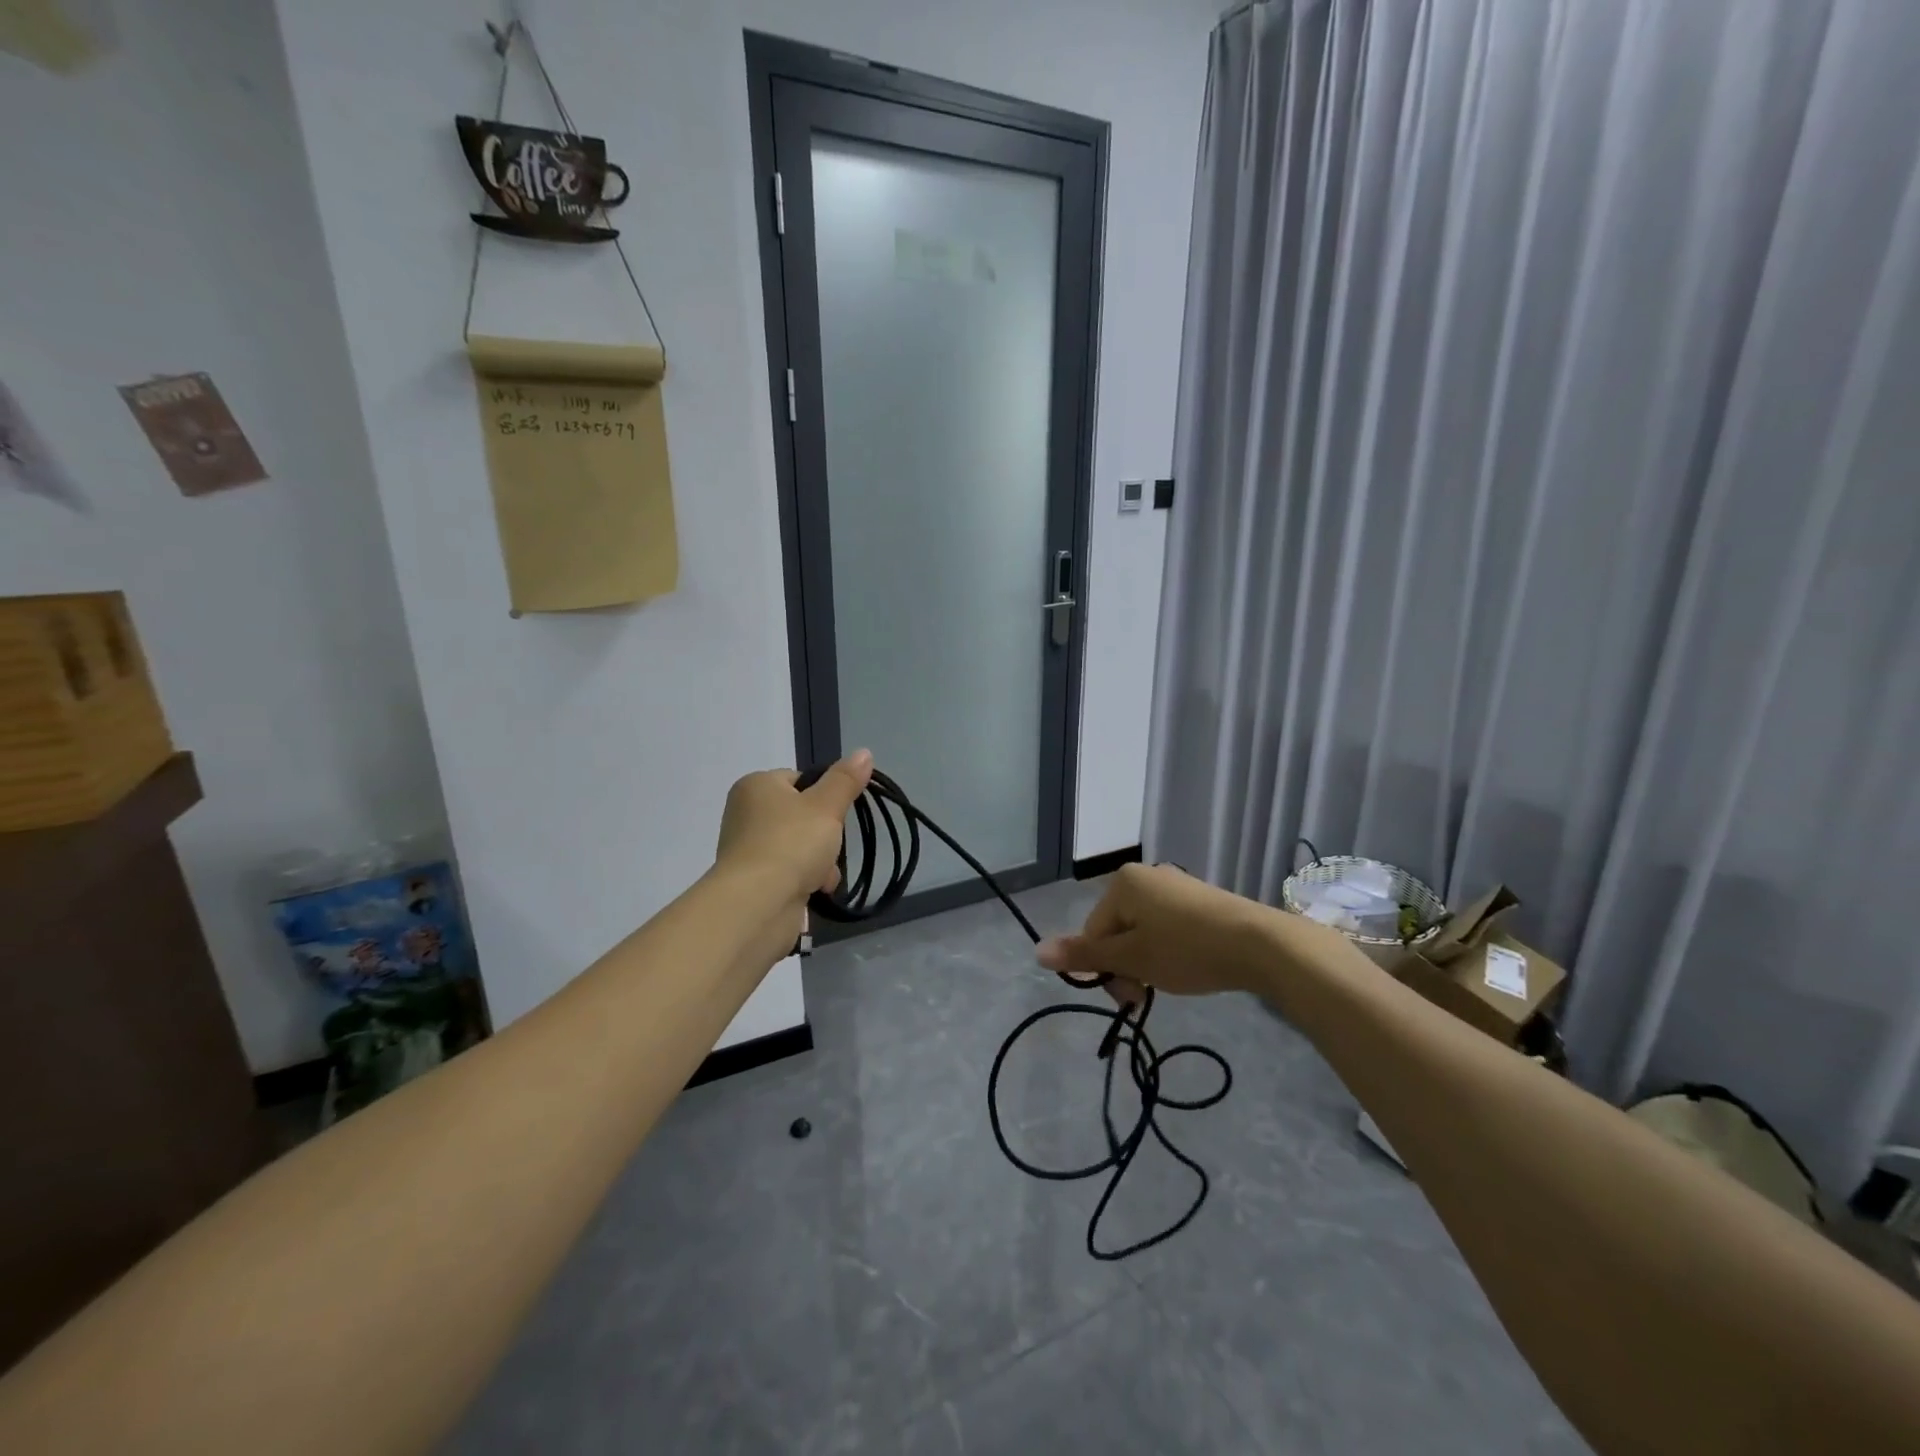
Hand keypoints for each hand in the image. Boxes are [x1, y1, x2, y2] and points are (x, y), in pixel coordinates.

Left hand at [715, 749, 872, 904]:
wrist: (757, 905)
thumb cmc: (791, 844)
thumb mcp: (826, 806)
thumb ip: (845, 780)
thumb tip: (864, 752)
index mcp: (755, 786)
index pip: (799, 780)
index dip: (824, 796)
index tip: (838, 813)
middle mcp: (745, 814)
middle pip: (801, 816)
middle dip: (824, 835)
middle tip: (833, 846)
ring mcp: (747, 850)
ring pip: (798, 846)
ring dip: (819, 861)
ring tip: (825, 875)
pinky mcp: (752, 882)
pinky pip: (789, 872)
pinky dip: (805, 880)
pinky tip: (817, 890)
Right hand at [1036, 862, 1281, 1004]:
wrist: (1260, 944)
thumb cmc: (1186, 950)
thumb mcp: (1131, 958)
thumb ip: (1085, 954)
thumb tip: (1037, 951)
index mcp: (1122, 883)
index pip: (1093, 932)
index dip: (1105, 970)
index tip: (1130, 998)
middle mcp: (1146, 876)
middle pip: (1117, 931)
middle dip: (1126, 966)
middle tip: (1146, 996)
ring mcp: (1175, 886)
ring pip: (1143, 932)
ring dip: (1147, 962)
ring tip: (1171, 983)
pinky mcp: (1200, 900)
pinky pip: (1168, 927)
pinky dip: (1170, 951)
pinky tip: (1189, 967)